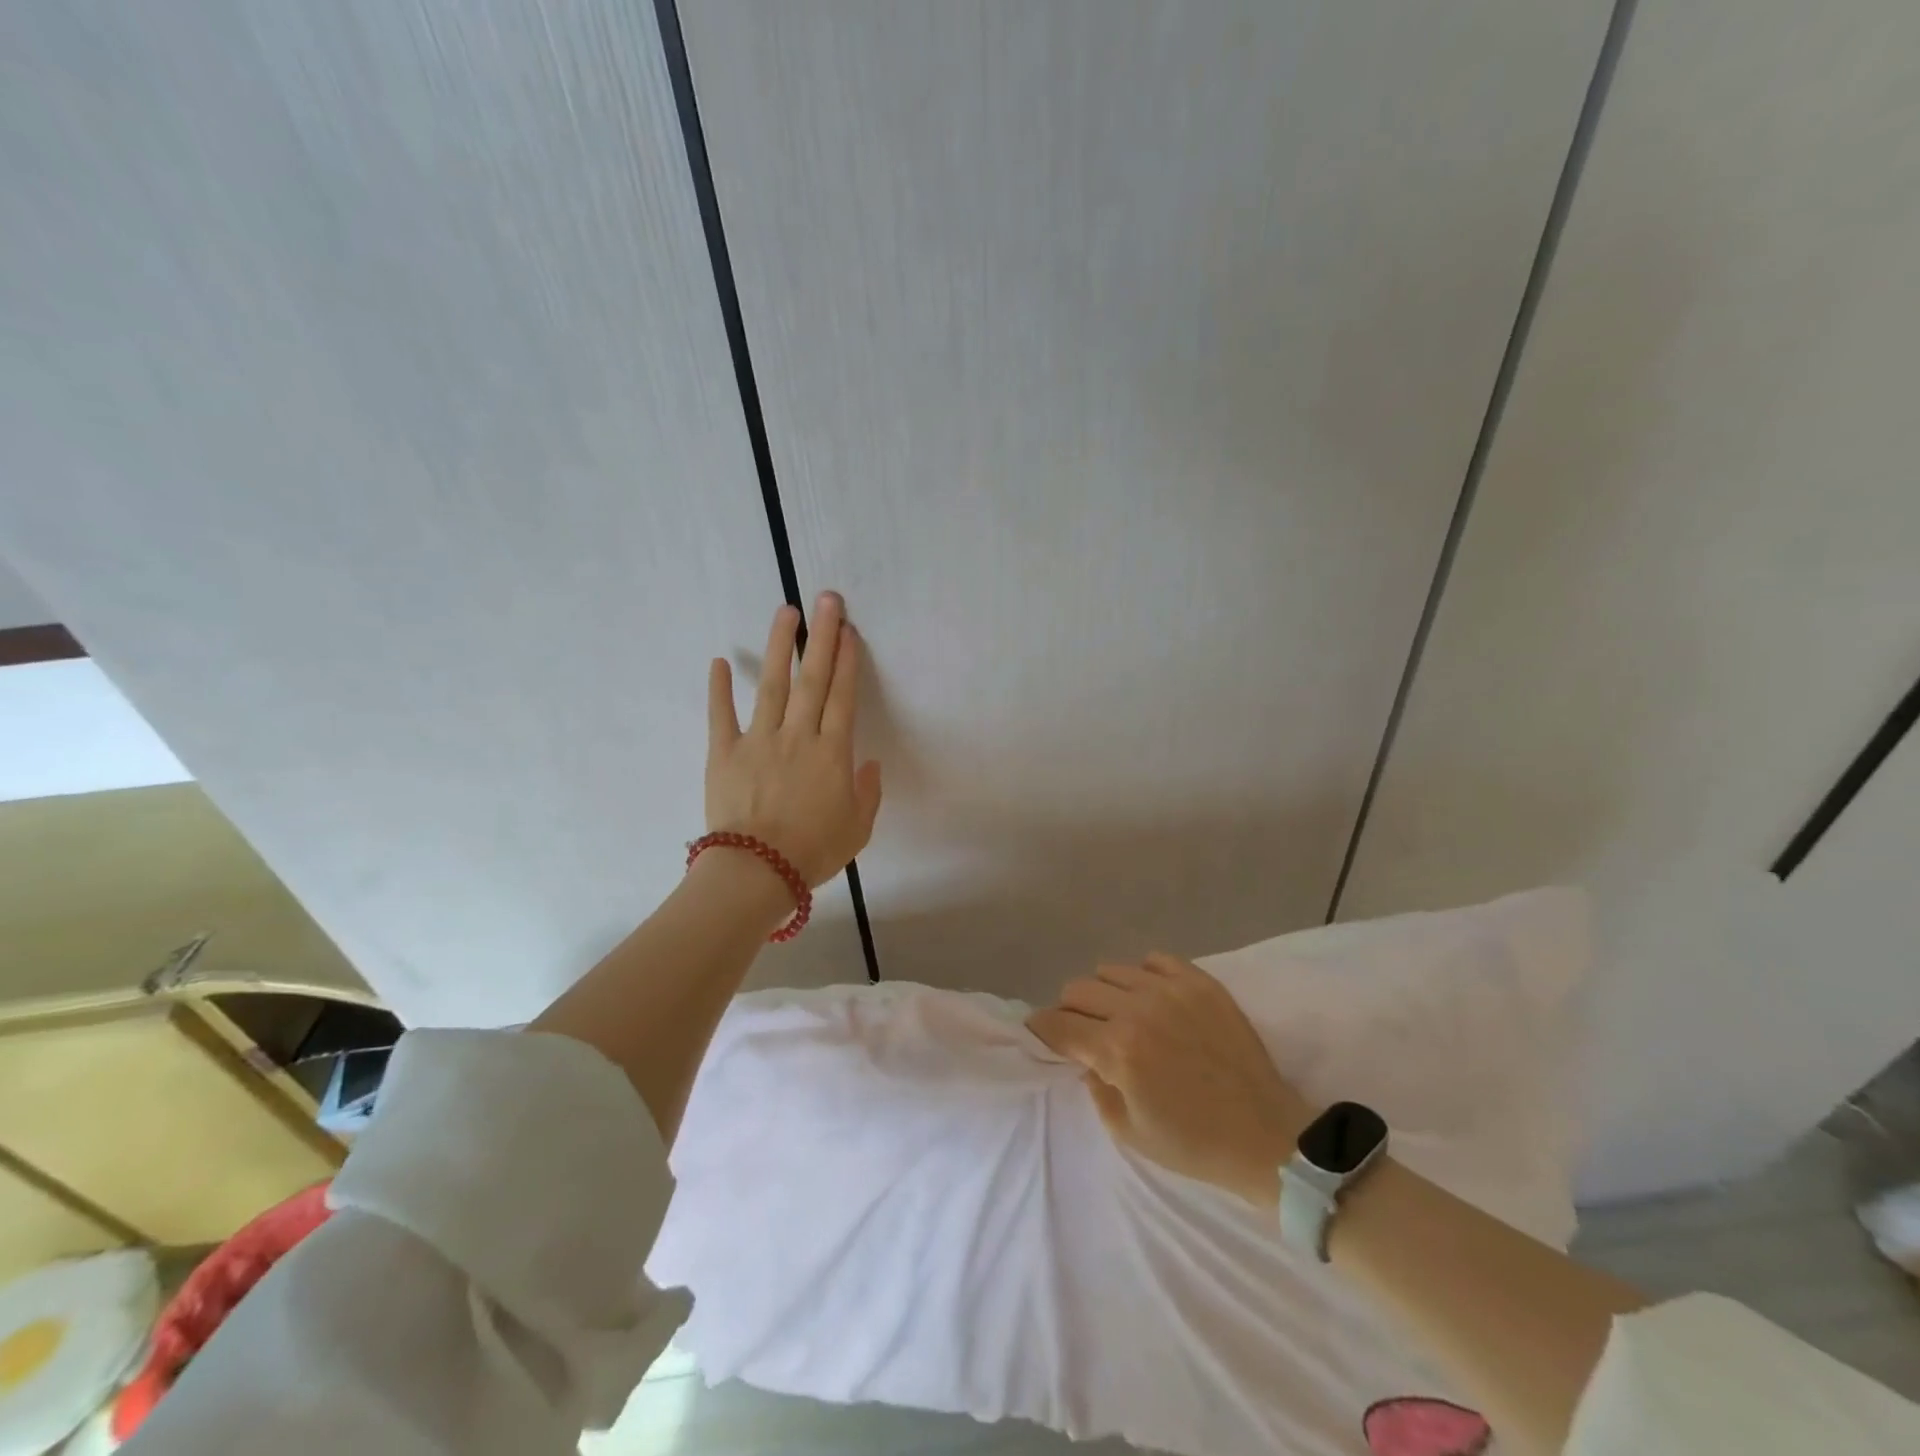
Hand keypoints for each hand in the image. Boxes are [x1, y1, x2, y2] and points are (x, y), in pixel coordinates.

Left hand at [706, 592, 882, 886]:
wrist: (757, 871)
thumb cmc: (813, 852)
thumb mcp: (857, 829)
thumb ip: (867, 793)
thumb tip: (870, 763)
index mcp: (832, 753)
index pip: (843, 697)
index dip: (848, 662)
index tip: (850, 631)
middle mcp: (798, 736)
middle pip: (813, 679)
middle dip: (822, 637)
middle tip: (827, 600)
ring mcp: (759, 740)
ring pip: (772, 685)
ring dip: (780, 646)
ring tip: (786, 612)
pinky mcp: (724, 752)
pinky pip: (721, 715)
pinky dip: (719, 688)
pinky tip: (720, 661)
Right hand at [1027, 954, 1315, 1206]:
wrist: (1267, 1137)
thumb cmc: (1193, 1143)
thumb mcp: (1127, 1130)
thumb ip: (1094, 1086)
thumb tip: (1083, 1055)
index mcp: (1117, 1050)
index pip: (1058, 1023)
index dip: (1042, 1029)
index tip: (1041, 1033)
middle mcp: (1138, 1009)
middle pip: (1078, 989)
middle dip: (1070, 1011)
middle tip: (1084, 1032)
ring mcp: (1171, 990)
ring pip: (1111, 970)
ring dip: (1105, 993)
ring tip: (1121, 1015)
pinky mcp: (1200, 982)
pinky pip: (1154, 960)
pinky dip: (1143, 976)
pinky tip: (1153, 1000)